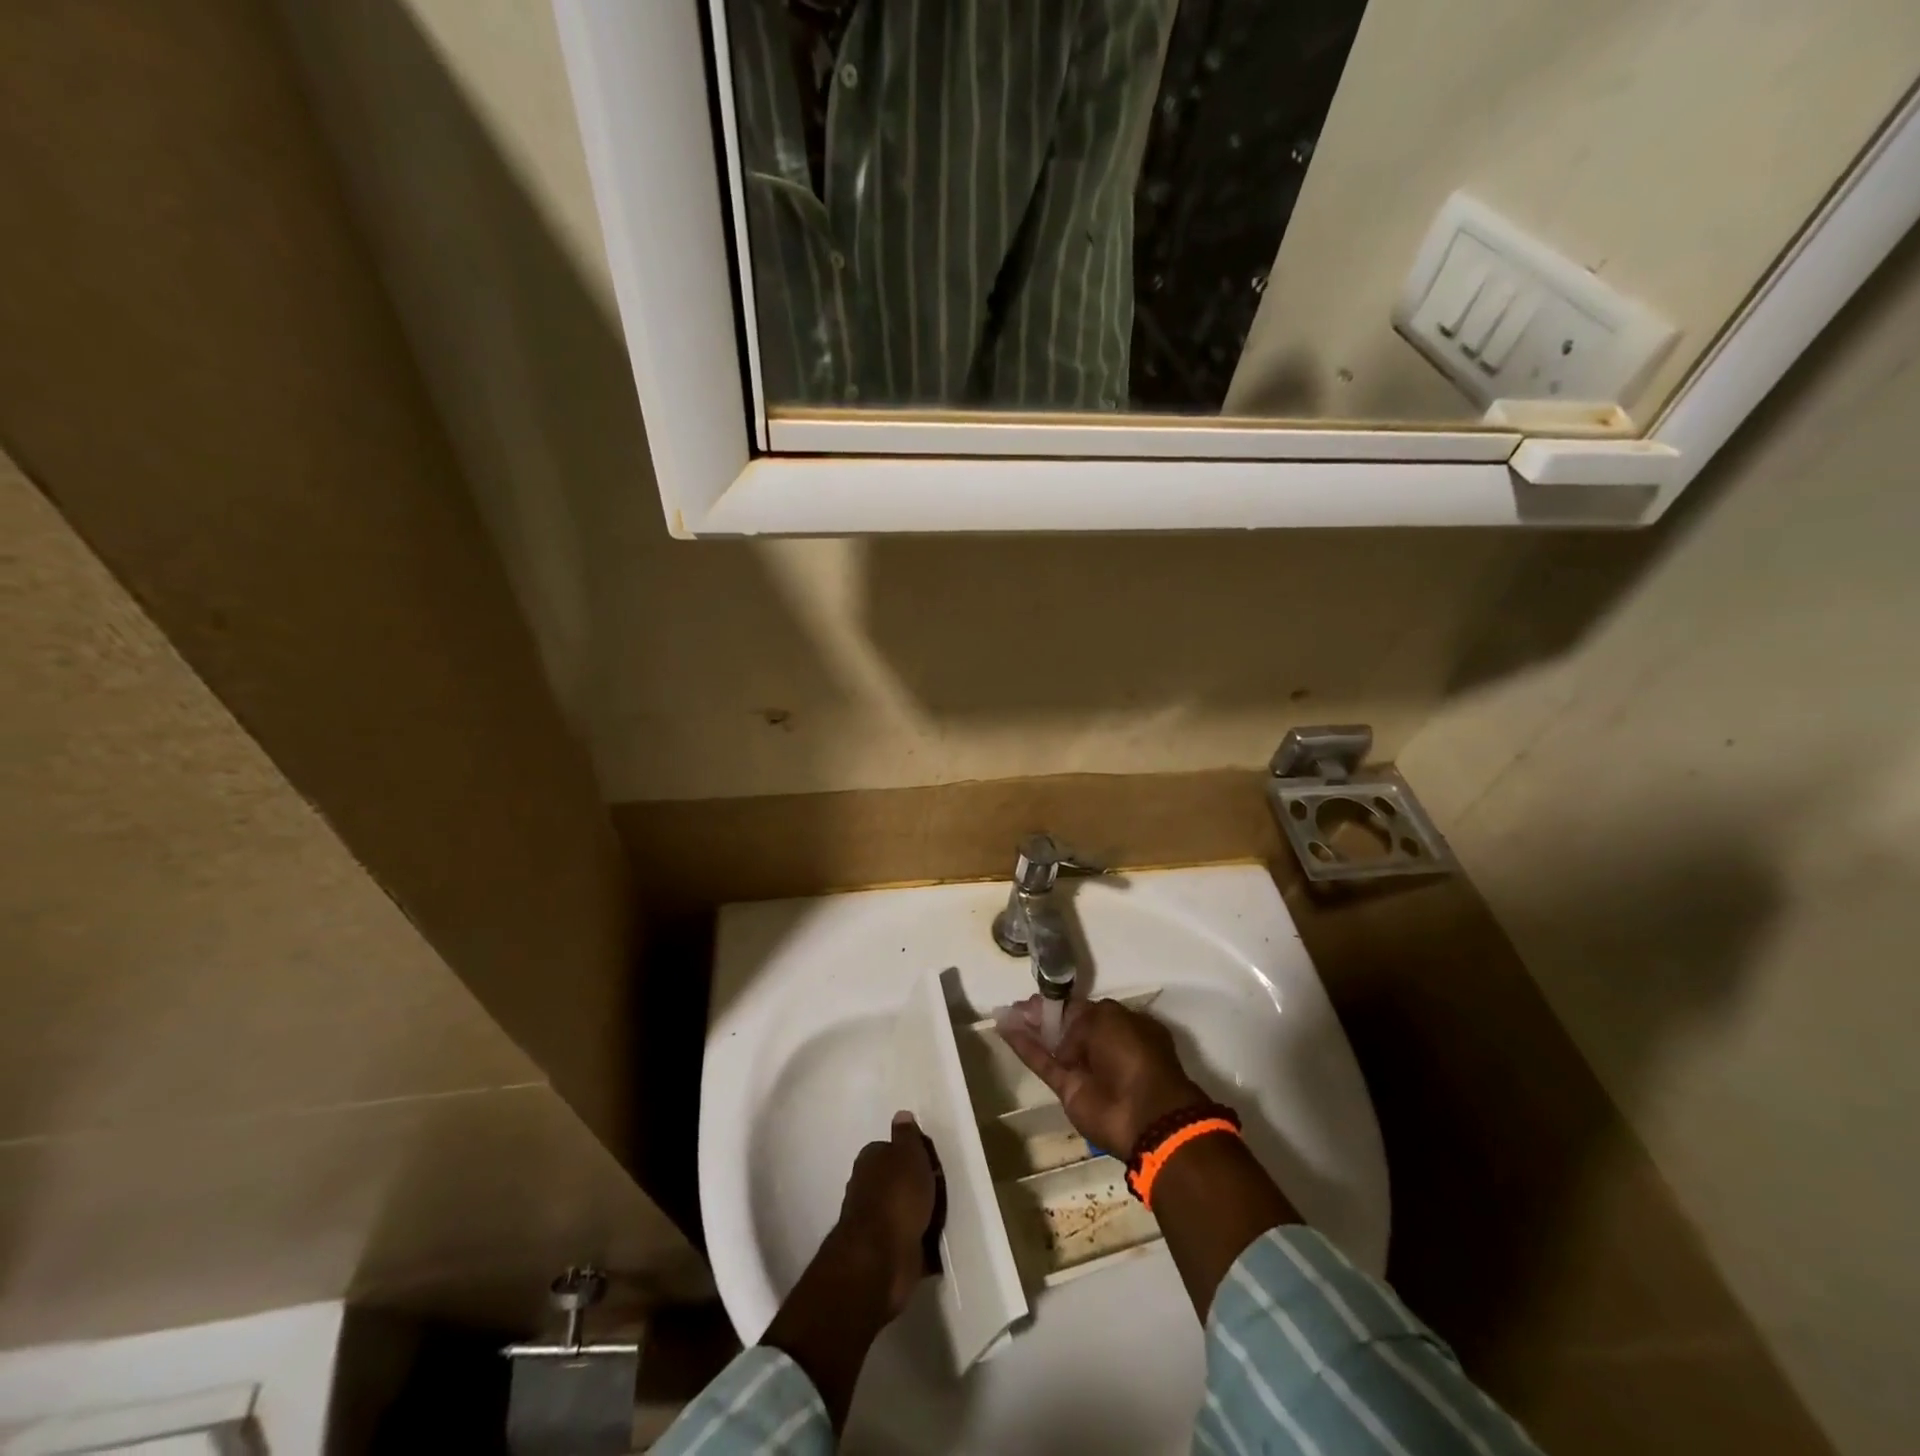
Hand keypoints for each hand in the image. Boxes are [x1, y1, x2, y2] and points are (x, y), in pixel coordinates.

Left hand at [830, 1111, 940, 1319]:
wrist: (881, 1259)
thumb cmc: (897, 1196)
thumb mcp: (908, 1154)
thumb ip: (907, 1136)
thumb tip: (901, 1114)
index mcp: (869, 1161)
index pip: (890, 1149)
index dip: (912, 1154)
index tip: (933, 1161)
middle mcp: (866, 1189)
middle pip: (897, 1181)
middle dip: (917, 1186)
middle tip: (943, 1189)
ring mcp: (874, 1223)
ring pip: (903, 1211)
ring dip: (920, 1215)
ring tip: (945, 1217)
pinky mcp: (885, 1253)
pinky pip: (909, 1241)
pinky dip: (922, 1243)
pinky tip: (939, 1245)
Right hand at [996, 997, 1207, 1155]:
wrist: (1144, 1113)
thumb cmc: (1133, 1053)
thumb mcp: (1109, 1017)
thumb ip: (1080, 1017)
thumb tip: (1064, 1032)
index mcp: (1122, 1025)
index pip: (1085, 1010)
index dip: (1061, 1003)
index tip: (1040, 996)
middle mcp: (1103, 1045)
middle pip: (1065, 1026)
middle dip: (1042, 1014)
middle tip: (1019, 1006)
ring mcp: (1085, 1069)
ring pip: (1052, 1044)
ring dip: (1030, 1028)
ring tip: (1006, 1012)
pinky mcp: (1068, 1090)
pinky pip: (1043, 1064)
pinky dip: (1024, 1048)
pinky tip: (1005, 1029)